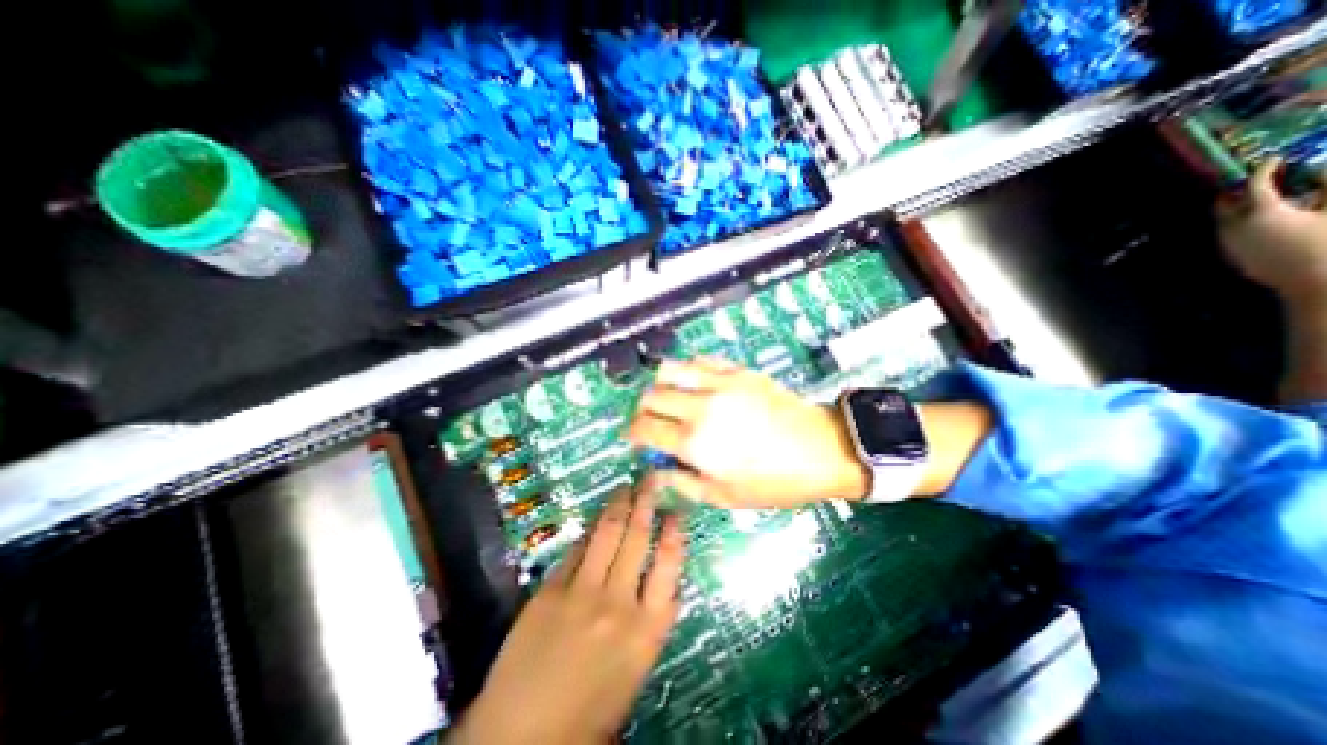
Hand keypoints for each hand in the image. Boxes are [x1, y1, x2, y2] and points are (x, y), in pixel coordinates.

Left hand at [453, 490, 683, 744]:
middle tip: (649, 479)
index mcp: (646, 629)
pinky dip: (588, 532)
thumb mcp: (636, 671)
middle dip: (645, 503)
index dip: (674, 533)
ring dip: (617, 506)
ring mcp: (582, 592)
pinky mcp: (551, 590)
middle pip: (637, 539)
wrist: (523, 739)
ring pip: (607, 535)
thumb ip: (651, 623)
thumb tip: (664, 585)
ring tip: (624, 487)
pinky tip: (594, 521)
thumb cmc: (589, 712)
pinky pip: (576, 550)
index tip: (676, 510)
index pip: (669, 565)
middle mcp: (619, 602)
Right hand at [629, 358, 872, 508]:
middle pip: (651, 395)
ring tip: (672, 398)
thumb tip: (655, 469)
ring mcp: (720, 382)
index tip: (635, 438)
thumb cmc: (775, 482)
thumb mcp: (725, 496)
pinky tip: (699, 386)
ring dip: (662, 384)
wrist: (822, 449)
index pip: (643, 428)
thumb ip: (682, 482)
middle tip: (654, 421)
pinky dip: (689, 372)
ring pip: (670, 368)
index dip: (632, 433)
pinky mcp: (737, 370)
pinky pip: (700, 360)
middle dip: (643, 410)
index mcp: (696, 442)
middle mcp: (701, 406)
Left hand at [1217, 158, 1326, 305]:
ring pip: (1223, 219)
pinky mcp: (1231, 254)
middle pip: (1224, 203)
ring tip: (1263, 198)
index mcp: (1260, 212)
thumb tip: (1321, 168)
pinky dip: (1240, 222)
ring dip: (1237, 207)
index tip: (1273, 161)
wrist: (1313, 280)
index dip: (1263, 170)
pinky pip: (1229, 233)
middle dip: (1237, 190)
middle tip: (1259, 180)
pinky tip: (1262, 220)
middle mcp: (1234, 226)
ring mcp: (1228, 242)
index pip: (1253, 185)